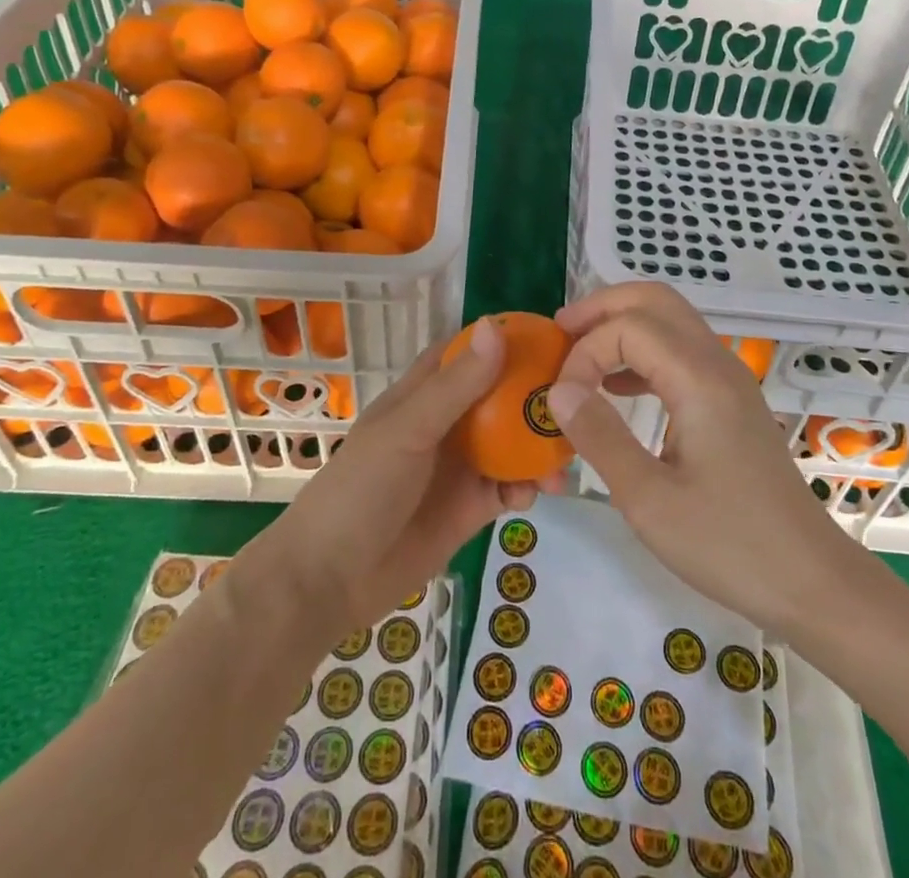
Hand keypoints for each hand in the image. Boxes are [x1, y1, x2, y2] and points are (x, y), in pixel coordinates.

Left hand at [241, 320, 547, 644]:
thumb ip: (456, 386)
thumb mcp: (408, 431)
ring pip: (514, 442)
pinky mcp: (472, 507)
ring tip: (566, 455)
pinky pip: (511, 487)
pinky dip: (528, 487)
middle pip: (502, 395)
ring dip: (540, 445)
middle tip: (577, 398)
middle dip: (536, 395)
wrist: (331, 581)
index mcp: (426, 393)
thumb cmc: (361, 489)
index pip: (469, 351)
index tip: (552, 334)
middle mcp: (449, 422)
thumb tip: (496, 328)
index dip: (506, 339)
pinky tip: (534, 496)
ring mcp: (461, 465)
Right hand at [546, 283, 875, 638]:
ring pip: (670, 320)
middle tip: (560, 333)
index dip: (585, 352)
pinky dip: (643, 353)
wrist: (811, 580)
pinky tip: (617, 388)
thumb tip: (559, 391)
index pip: (628, 328)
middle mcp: (717, 363)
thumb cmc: (730, 545)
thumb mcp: (649, 500)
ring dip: (622, 326)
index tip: (562, 400)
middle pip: (654, 300)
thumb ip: (600, 436)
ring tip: (579, 355)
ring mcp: (729, 379)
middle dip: (602, 308)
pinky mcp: (731, 400)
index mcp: (699, 379)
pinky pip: (681, 351)